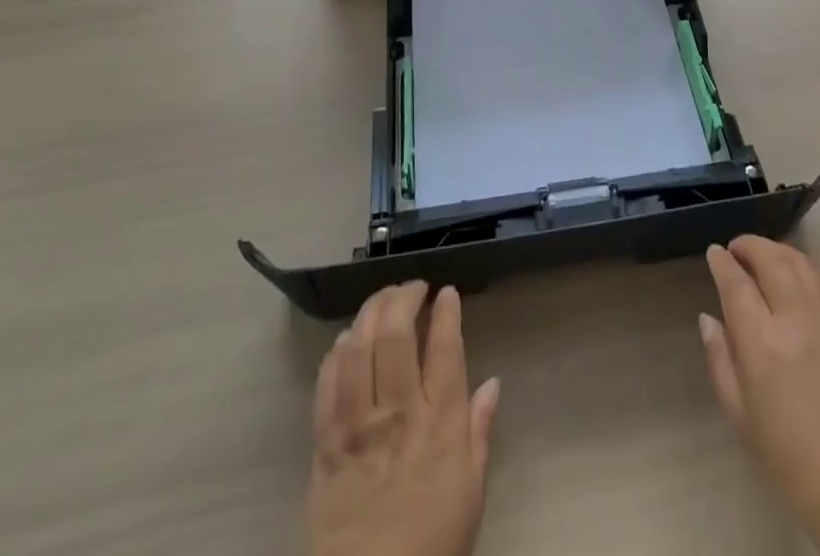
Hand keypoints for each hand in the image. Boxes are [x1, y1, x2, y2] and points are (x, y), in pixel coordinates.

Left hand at [307, 282, 501, 555]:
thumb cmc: (431, 540)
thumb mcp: (471, 491)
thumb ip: (480, 431)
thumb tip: (494, 382)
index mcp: (439, 423)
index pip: (445, 348)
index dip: (446, 312)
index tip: (447, 292)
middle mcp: (399, 413)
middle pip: (397, 335)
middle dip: (404, 298)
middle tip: (414, 288)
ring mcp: (358, 425)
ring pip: (359, 349)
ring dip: (370, 314)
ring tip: (382, 300)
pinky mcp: (326, 443)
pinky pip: (327, 384)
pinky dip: (337, 352)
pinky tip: (346, 339)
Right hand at [699, 238, 819, 550]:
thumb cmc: (788, 455)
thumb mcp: (739, 414)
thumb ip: (720, 358)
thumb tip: (708, 318)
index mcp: (762, 342)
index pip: (735, 282)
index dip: (721, 262)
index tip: (713, 253)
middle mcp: (795, 319)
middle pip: (770, 259)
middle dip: (749, 246)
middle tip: (736, 249)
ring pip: (800, 262)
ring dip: (778, 250)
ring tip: (764, 254)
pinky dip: (808, 268)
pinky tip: (800, 273)